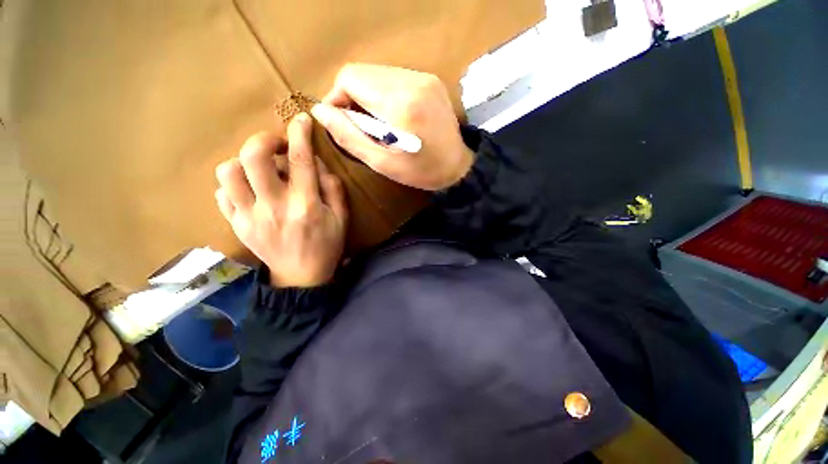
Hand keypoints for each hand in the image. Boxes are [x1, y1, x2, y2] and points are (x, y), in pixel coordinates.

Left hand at [214, 113, 347, 287]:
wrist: (300, 278)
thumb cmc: (327, 247)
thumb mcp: (341, 219)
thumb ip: (333, 189)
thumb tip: (318, 164)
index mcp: (305, 206)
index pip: (300, 160)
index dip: (299, 134)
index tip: (301, 120)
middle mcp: (274, 207)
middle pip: (253, 157)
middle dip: (264, 139)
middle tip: (276, 145)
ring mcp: (249, 217)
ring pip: (229, 172)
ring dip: (245, 162)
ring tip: (261, 170)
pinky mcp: (236, 225)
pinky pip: (222, 193)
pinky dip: (235, 184)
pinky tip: (251, 190)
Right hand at [310, 63, 473, 190]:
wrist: (457, 166)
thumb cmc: (421, 171)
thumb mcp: (382, 163)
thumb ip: (349, 137)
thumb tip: (321, 111)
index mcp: (401, 104)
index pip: (350, 78)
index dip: (338, 98)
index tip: (342, 122)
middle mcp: (413, 81)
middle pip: (362, 72)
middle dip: (352, 97)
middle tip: (361, 126)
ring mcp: (424, 77)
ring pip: (377, 73)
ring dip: (368, 95)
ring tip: (378, 123)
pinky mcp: (430, 79)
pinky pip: (394, 77)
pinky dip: (384, 93)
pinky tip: (392, 115)